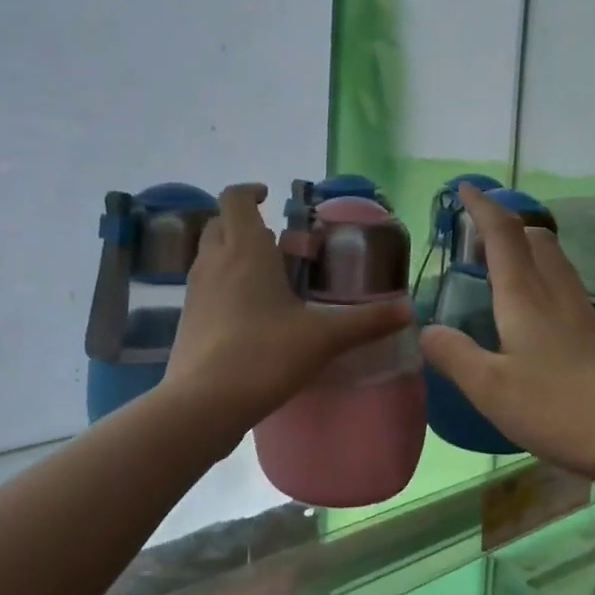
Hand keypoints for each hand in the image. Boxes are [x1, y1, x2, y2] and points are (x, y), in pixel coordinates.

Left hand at [162, 183, 413, 431]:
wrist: (203, 404)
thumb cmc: (264, 355)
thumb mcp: (323, 338)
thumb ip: (366, 322)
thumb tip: (408, 311)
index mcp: (245, 250)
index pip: (235, 199)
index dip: (250, 190)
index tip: (269, 195)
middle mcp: (214, 261)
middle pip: (219, 223)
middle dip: (244, 222)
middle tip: (276, 240)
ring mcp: (194, 290)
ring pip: (209, 253)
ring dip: (232, 251)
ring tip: (267, 274)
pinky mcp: (186, 318)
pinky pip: (205, 284)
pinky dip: (223, 282)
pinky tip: (249, 311)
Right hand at [419, 184, 594, 487]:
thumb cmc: (563, 408)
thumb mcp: (492, 389)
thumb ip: (455, 356)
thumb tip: (426, 329)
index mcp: (526, 296)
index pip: (503, 232)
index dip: (482, 206)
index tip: (464, 188)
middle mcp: (556, 292)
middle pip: (534, 237)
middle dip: (504, 227)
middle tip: (475, 243)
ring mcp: (582, 312)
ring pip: (552, 260)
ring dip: (524, 252)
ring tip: (497, 274)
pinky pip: (562, 286)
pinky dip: (539, 280)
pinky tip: (530, 317)